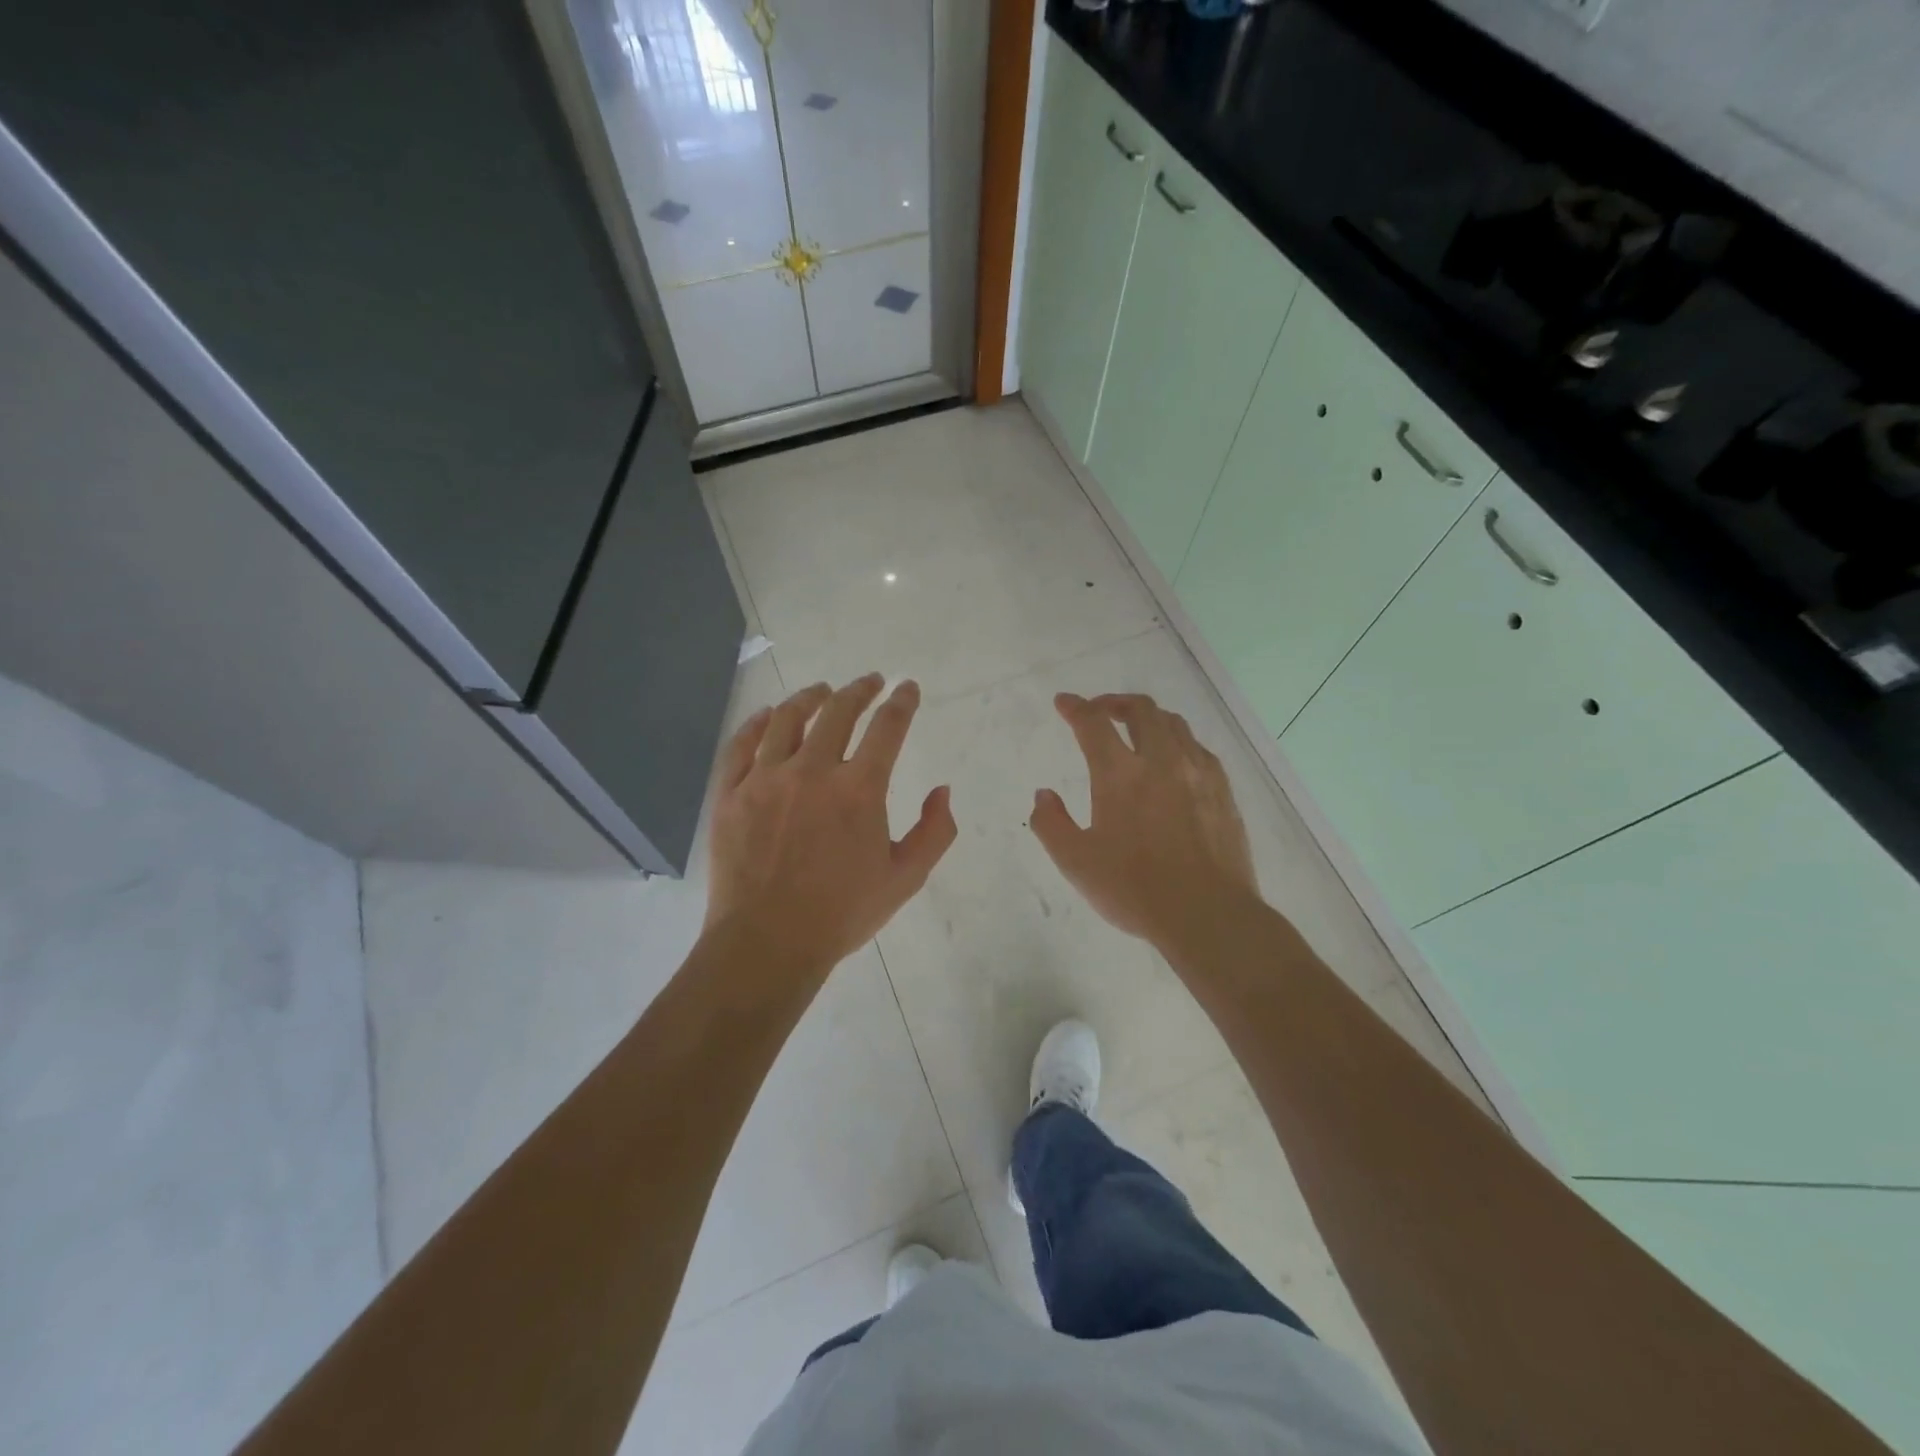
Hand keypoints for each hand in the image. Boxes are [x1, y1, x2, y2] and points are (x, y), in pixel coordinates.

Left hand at [705, 674, 956, 983]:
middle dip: (860, 689)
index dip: (901, 702)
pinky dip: (757, 723)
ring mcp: (765, 779)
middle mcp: (812, 771)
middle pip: (837, 711)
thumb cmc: (841, 914)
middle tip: (870, 682)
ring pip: (787, 719)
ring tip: (821, 691)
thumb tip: (942, 790)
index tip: (907, 688)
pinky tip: (767, 716)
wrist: (767, 944)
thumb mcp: (905, 879)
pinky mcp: (730, 794)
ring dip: (809, 697)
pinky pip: (741, 745)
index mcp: (859, 790)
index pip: (887, 728)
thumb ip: (934, 831)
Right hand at [1030, 692, 1260, 959]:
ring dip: (1149, 718)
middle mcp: (1161, 761)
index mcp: (1120, 775)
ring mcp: (1197, 773)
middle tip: (1100, 713)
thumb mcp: (1076, 863)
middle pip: (1141, 710)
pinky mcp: (1223, 791)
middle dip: (1115, 703)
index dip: (1075, 707)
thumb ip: (1051, 823)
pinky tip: (1174, 762)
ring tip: (1136, 731)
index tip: (1063, 703)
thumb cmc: (1134, 889)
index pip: (1093, 723)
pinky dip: (1178, 742)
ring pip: (1174, 724)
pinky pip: (1199, 749)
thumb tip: (1044, 795)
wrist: (1208, 914)